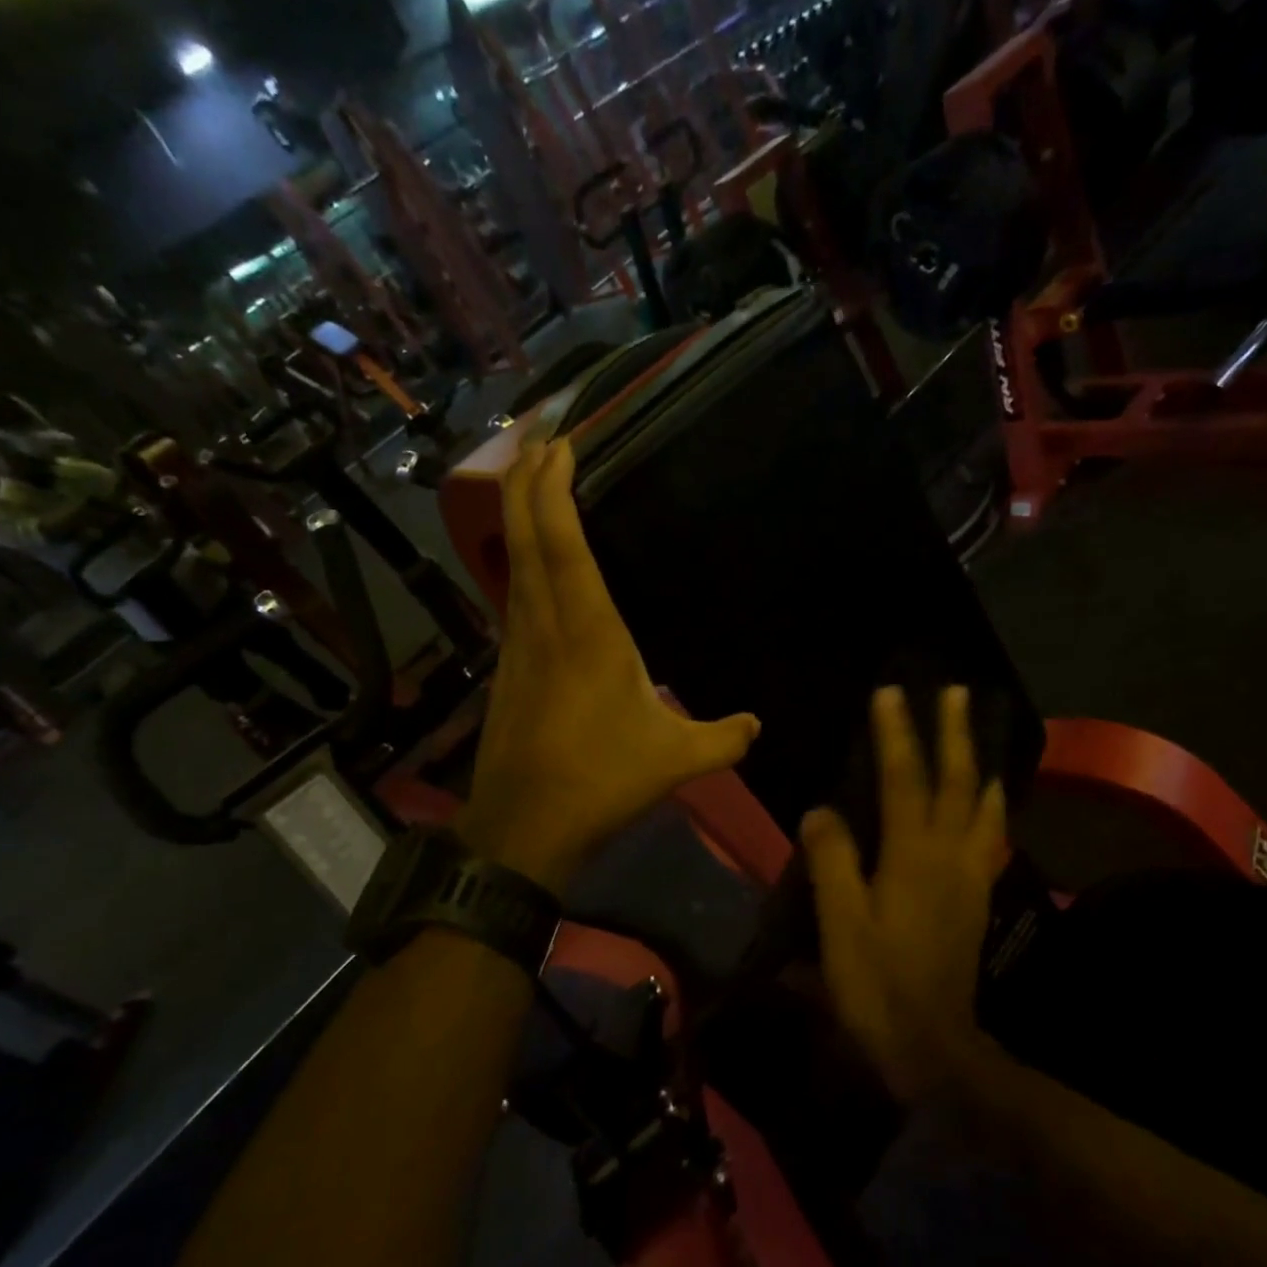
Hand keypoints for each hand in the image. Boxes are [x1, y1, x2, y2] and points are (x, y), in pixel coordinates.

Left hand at [457, 438, 761, 892]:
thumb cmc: (601, 780)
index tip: (561, 443)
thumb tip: (758, 724)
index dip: (555, 487)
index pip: (563, 542)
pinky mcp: (507, 668)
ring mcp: (518, 644)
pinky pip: (512, 594)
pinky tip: (533, 564)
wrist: (523, 828)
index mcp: (587, 631)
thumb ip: (724, 737)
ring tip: (535, 483)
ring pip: (512, 562)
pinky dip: (521, 559)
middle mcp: (544, 623)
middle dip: (528, 479)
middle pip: (525, 535)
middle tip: (541, 438)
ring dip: (520, 515)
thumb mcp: (676, 759)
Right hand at [799, 685, 1005, 1100]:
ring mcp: (968, 876)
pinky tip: (989, 803)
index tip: (890, 693)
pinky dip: (991, 809)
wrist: (932, 1045)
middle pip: (957, 782)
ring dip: (980, 764)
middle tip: (955, 692)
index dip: (896, 734)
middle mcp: (948, 855)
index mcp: (912, 856)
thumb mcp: (841, 923)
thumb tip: (821, 810)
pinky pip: (988, 838)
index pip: (902, 780)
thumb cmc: (876, 983)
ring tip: (981, 735)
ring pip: (982, 807)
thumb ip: (833, 860)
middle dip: (954, 734)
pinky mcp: (975, 898)